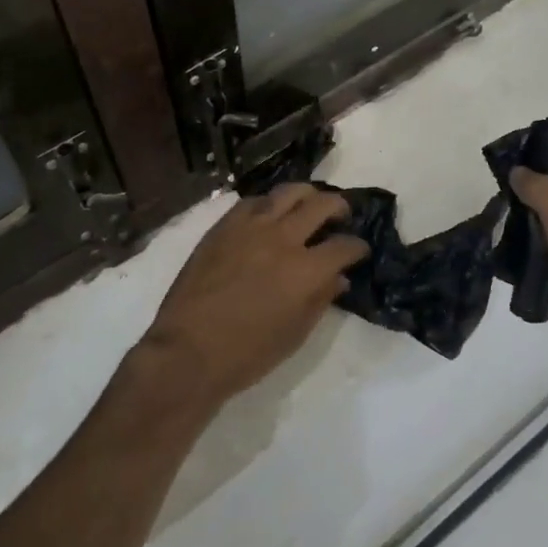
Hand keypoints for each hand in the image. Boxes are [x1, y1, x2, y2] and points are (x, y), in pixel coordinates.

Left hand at [133, 184, 370, 415]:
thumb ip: (321, 299)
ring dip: (306, 195)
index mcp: (306, 270)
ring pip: (287, 192)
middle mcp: (282, 239)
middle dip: (339, 208)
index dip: (357, 247)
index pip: (344, 246)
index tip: (359, 251)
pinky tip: (269, 214)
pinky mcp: (223, 227)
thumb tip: (338, 278)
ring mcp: (250, 228)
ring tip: (309, 203)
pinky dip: (269, 204)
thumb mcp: (295, 334)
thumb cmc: (247, 354)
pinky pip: (252, 202)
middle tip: (341, 217)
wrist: (188, 350)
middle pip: (321, 205)